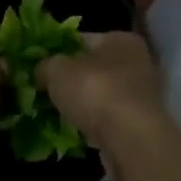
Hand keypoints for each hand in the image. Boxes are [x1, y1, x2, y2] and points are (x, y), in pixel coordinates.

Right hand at [38, 32, 166, 180]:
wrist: (131, 141)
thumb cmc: (95, 91)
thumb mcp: (57, 70)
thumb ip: (45, 65)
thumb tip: (40, 71)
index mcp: (121, 40)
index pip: (82, 39)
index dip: (58, 50)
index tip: (39, 64)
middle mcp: (137, 63)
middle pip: (93, 68)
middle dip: (70, 80)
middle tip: (44, 90)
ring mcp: (141, 96)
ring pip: (100, 95)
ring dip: (82, 105)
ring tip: (56, 114)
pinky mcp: (140, 125)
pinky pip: (108, 120)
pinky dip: (93, 125)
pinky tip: (75, 133)